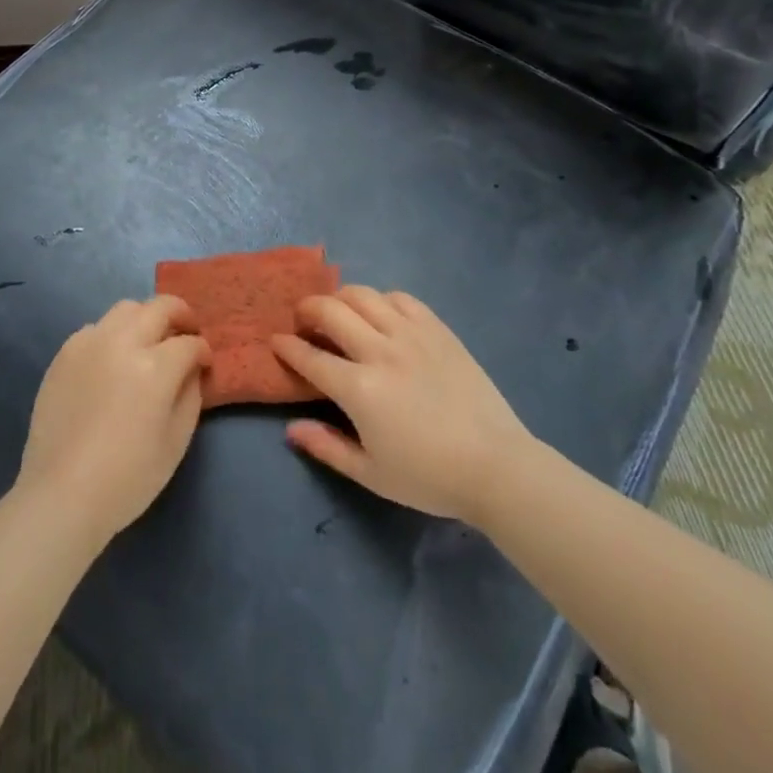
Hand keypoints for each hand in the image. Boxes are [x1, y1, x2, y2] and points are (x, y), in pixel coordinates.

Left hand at [16, 296, 210, 546]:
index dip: (203, 352)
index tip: (205, 364)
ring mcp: (90, 343)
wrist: (62, 495)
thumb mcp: (176, 442)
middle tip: (186, 333)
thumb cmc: (128, 478)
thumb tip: (192, 371)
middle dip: (181, 316)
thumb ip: (191, 396)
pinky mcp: (65, 353)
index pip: (189, 343)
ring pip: (126, 309)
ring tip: (149, 342)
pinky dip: (113, 335)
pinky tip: (113, 360)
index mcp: (155, 366)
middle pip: (160, 307)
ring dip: (146, 319)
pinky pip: (96, 328)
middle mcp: (123, 342)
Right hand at [271, 287, 532, 525]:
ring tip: (337, 312)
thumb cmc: (429, 477)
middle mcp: (380, 351)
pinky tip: (380, 314)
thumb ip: (327, 447)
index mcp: (360, 389)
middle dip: (307, 310)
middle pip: (331, 311)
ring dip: (340, 298)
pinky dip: (381, 300)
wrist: (495, 466)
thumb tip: (291, 429)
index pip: (310, 357)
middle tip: (303, 320)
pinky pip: (400, 298)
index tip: (276, 341)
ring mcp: (411, 335)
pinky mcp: (437, 328)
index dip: (287, 347)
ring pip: (363, 295)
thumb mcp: (371, 474)